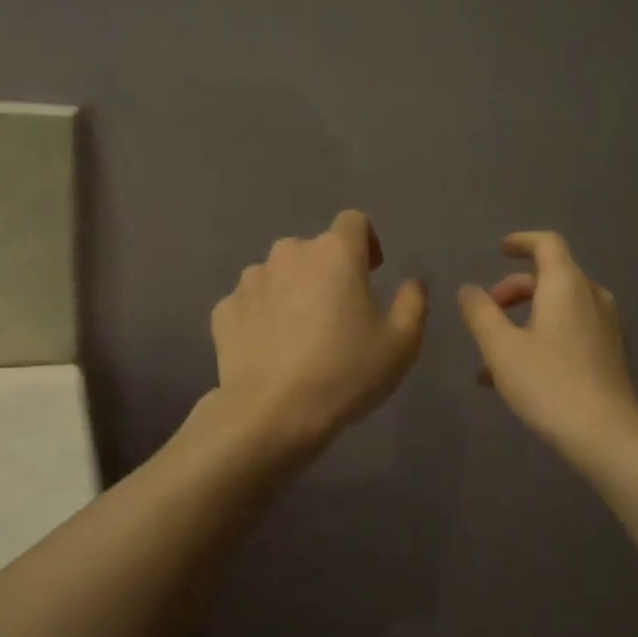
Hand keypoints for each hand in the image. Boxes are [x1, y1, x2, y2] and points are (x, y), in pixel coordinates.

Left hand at [208, 210, 427, 451]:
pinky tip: (272, 350)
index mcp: (335, 253)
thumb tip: (412, 282)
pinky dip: (262, 317)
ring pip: (278, 275)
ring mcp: (250, 281)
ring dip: (292, 293)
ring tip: (300, 335)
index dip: (366, 242)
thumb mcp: (402, 344)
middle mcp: (289, 253)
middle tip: (337, 315)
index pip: (354, 222)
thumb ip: (413, 303)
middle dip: (327, 273)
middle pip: (314, 251)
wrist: (272, 414)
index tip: (371, 273)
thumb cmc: (346, 373)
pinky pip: (251, 304)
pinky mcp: (224, 310)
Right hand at [458, 232, 637, 465]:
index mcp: (567, 286)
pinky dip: (544, 336)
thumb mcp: (501, 348)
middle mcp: (592, 297)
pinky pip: (572, 331)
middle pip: (552, 277)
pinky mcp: (610, 354)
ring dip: (526, 318)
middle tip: (488, 311)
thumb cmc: (548, 384)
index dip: (522, 241)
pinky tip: (519, 374)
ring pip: (561, 308)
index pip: (547, 244)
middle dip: (515, 289)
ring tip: (494, 353)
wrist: (606, 435)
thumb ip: (481, 313)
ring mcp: (607, 326)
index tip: (499, 250)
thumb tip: (468, 290)